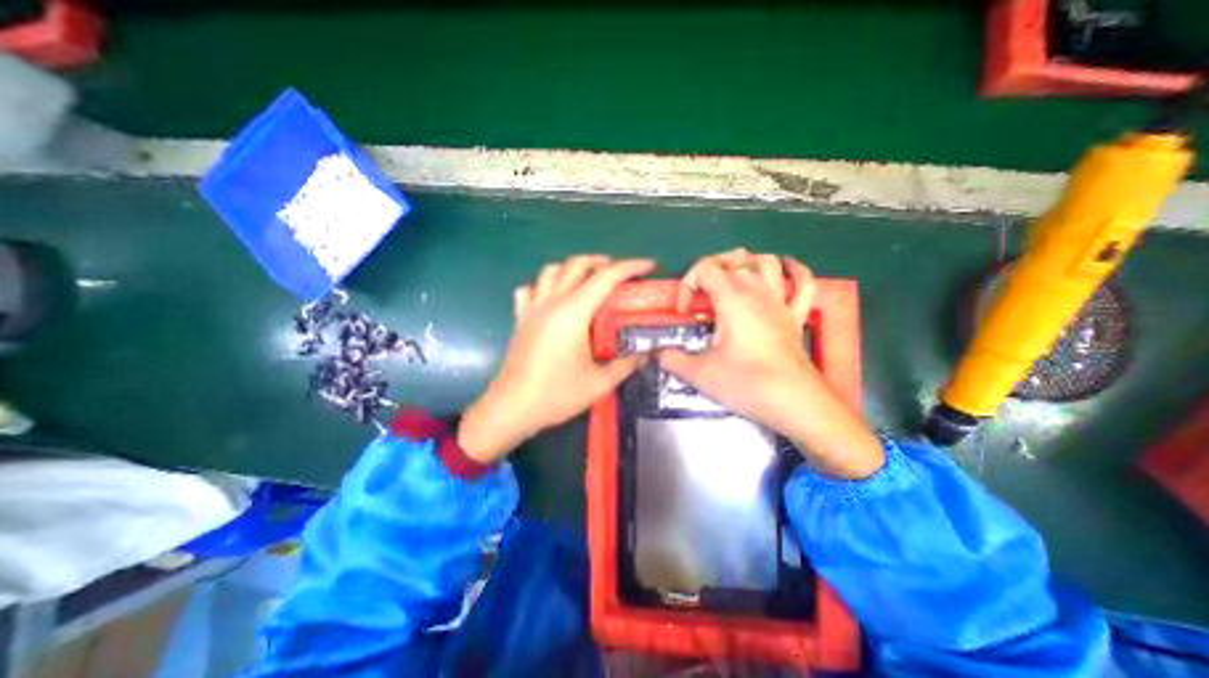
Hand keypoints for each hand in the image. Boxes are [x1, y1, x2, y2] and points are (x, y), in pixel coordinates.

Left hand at [457, 256, 659, 461]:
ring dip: (573, 268)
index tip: (649, 265)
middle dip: (602, 261)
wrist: (511, 408)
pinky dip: (544, 285)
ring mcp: (532, 309)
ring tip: (588, 280)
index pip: (606, 278)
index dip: (630, 267)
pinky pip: (530, 289)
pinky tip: (552, 297)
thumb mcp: (599, 383)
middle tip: (619, 273)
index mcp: (574, 313)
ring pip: (551, 270)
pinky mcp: (520, 319)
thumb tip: (647, 354)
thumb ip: (626, 365)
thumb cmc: (556, 395)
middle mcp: (552, 303)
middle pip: (576, 265)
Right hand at [658, 252, 885, 480]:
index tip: (685, 313)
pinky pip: (804, 283)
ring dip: (747, 263)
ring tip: (732, 278)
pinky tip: (784, 270)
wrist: (797, 404)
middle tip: (701, 293)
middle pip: (735, 258)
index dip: (688, 284)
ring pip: (767, 263)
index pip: (705, 268)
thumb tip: (657, 353)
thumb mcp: (701, 374)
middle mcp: (758, 293)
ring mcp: (781, 303)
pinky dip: (794, 271)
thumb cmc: (748, 384)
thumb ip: (672, 359)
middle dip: (712, 268)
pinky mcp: (796, 317)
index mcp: (733, 300)